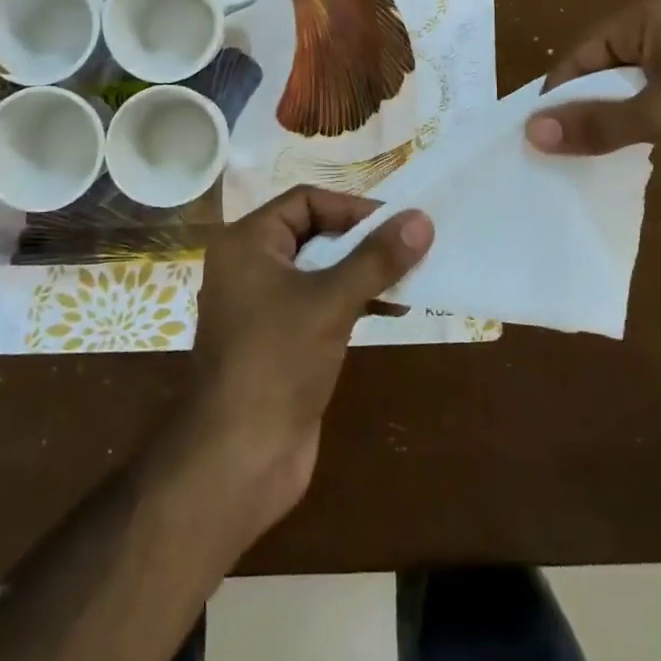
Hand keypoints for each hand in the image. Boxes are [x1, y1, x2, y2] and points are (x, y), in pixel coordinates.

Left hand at [179, 186, 432, 537]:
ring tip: (410, 281)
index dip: (352, 208)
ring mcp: (263, 306)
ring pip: (320, 271)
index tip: (397, 224)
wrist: (238, 458)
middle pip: (314, 233)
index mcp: (247, 243)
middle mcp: (250, 266)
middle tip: (410, 249)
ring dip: (363, 273)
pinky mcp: (279, 341)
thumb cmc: (277, 362)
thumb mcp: (331, 302)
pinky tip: (390, 310)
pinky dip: (353, 301)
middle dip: (362, 241)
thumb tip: (421, 219)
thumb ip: (376, 259)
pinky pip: (320, 304)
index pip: (305, 201)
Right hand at [525, 0, 660, 194]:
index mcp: (651, 15)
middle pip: (605, 68)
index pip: (581, 53)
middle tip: (561, 155)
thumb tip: (531, 132)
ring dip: (616, 120)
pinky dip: (647, 125)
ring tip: (589, 161)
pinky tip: (637, 155)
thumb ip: (597, 125)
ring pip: (634, 87)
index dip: (558, 95)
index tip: (537, 138)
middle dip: (585, 109)